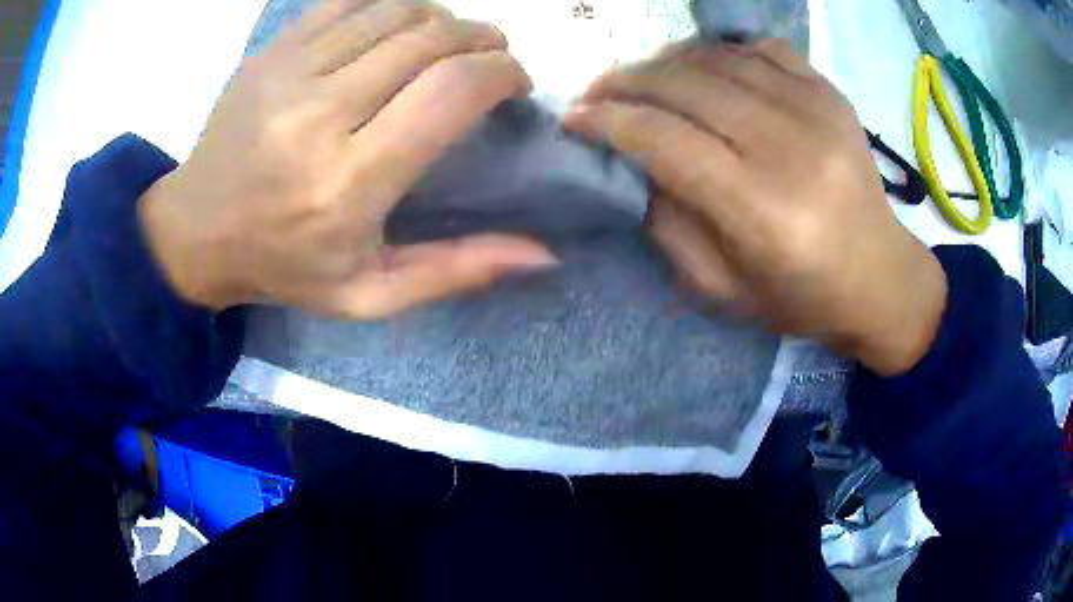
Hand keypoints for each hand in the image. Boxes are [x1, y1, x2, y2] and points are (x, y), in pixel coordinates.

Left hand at [139, 0, 555, 318]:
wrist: (195, 233)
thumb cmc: (284, 266)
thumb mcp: (370, 293)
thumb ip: (456, 271)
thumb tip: (544, 253)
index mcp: (351, 180)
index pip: (452, 91)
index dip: (501, 71)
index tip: (514, 81)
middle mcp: (321, 114)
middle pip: (430, 39)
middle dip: (481, 38)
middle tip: (492, 55)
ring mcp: (290, 73)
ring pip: (395, 11)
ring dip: (442, 17)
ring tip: (452, 38)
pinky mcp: (272, 52)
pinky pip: (349, 1)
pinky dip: (391, 3)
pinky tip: (400, 23)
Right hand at [565, 40, 946, 375]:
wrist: (880, 279)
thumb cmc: (800, 298)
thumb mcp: (720, 288)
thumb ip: (668, 223)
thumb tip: (632, 162)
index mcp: (762, 211)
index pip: (665, 139)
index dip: (609, 121)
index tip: (575, 117)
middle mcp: (791, 149)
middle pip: (687, 86)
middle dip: (628, 81)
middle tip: (598, 91)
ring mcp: (817, 112)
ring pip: (719, 58)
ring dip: (667, 61)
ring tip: (643, 78)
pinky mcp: (832, 95)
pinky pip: (764, 49)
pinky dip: (723, 50)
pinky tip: (706, 67)